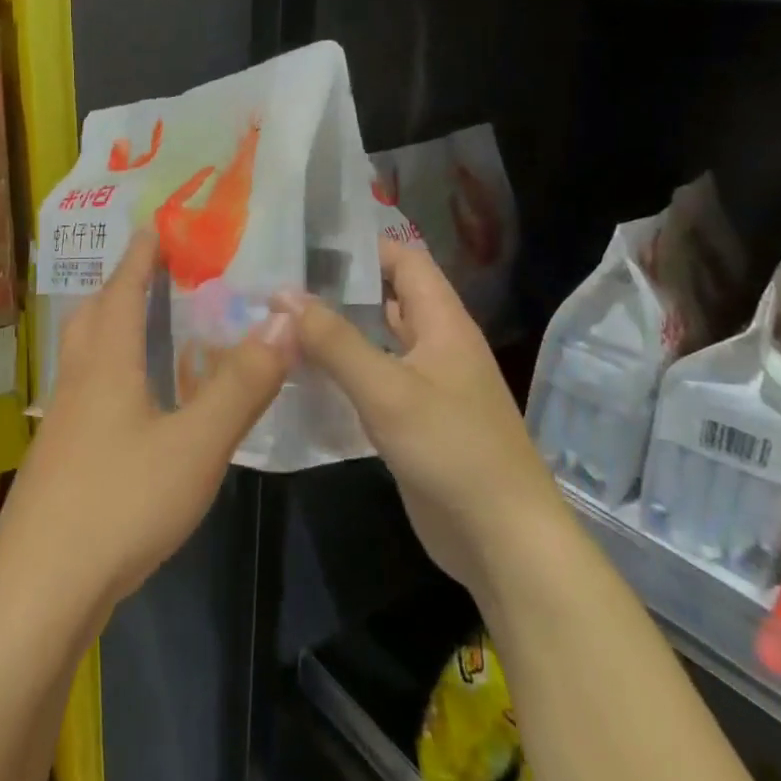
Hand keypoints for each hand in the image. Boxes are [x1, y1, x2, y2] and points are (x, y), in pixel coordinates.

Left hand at [0, 229, 296, 611]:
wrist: (42, 588)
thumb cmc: (121, 504)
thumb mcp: (196, 446)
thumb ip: (241, 386)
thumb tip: (283, 319)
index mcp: (106, 367)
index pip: (122, 293)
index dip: (138, 259)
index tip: (151, 227)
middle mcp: (77, 385)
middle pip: (90, 319)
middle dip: (117, 288)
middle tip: (146, 274)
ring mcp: (61, 425)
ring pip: (81, 357)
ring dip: (106, 330)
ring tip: (138, 329)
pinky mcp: (57, 461)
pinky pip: (83, 394)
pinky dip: (106, 375)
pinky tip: (127, 406)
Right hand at [278, 240, 553, 589]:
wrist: (500, 538)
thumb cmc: (451, 450)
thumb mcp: (387, 389)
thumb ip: (335, 341)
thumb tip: (283, 294)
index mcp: (443, 324)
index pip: (406, 261)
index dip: (364, 246)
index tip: (308, 242)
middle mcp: (437, 346)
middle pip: (387, 300)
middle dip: (339, 290)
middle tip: (279, 283)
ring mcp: (426, 386)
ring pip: (377, 343)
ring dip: (337, 333)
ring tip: (280, 323)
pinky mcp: (413, 422)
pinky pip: (373, 383)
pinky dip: (342, 374)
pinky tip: (302, 377)